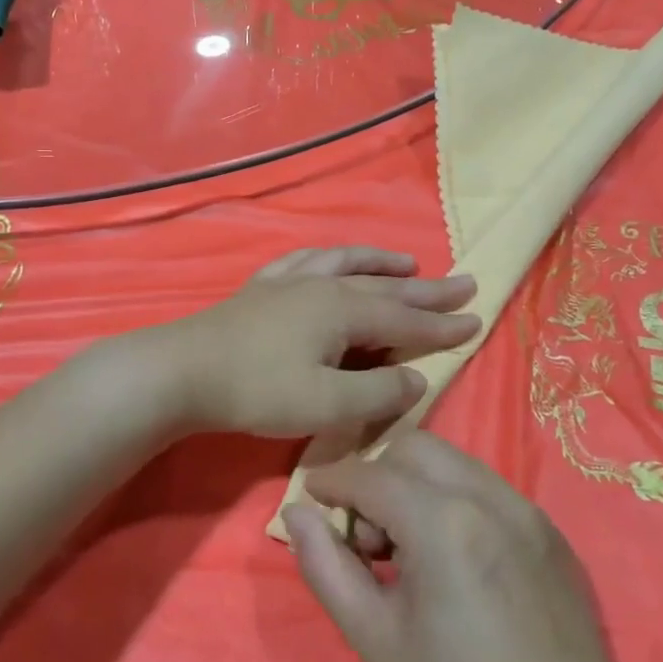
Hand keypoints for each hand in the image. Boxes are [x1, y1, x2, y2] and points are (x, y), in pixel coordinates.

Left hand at [120, 246, 478, 440]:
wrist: (185, 370)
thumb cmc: (258, 389)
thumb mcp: (326, 404)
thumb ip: (378, 394)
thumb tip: (417, 378)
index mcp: (343, 310)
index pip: (406, 317)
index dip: (442, 323)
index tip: (477, 318)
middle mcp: (323, 285)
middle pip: (385, 285)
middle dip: (426, 288)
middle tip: (463, 281)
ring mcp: (291, 281)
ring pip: (348, 264)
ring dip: (381, 263)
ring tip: (407, 260)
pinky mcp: (264, 286)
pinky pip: (308, 260)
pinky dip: (331, 257)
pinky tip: (329, 259)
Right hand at [283, 432, 635, 661]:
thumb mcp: (376, 639)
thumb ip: (327, 567)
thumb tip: (297, 514)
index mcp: (442, 522)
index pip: (369, 475)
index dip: (332, 481)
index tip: (312, 496)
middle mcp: (485, 495)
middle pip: (411, 448)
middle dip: (377, 475)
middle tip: (368, 534)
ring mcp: (523, 506)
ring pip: (451, 460)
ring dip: (416, 483)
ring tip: (411, 546)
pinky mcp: (546, 525)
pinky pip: (485, 485)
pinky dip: (454, 497)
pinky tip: (455, 555)